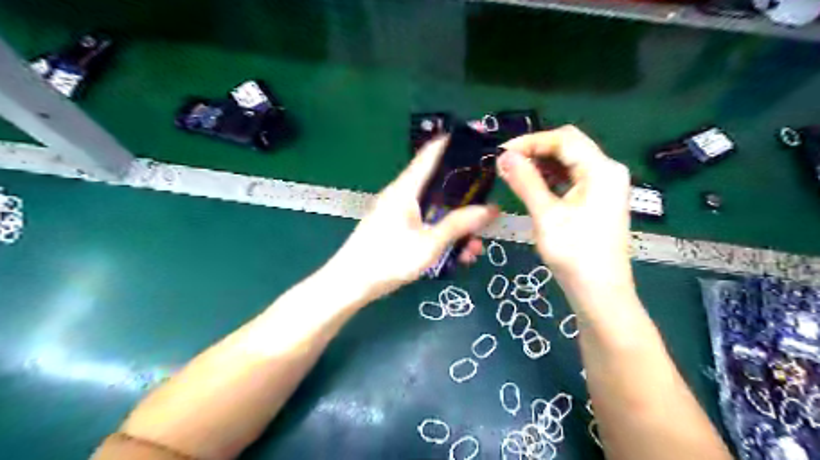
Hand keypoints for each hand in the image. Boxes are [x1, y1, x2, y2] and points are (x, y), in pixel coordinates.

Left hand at [330, 137, 498, 301]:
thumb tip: (490, 209)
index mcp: (406, 189)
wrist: (350, 284)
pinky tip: (456, 256)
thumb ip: (458, 225)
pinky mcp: (396, 228)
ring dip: (456, 225)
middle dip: (465, 198)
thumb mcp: (429, 244)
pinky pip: (425, 224)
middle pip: (439, 185)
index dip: (453, 143)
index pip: (430, 153)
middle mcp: (402, 195)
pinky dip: (441, 235)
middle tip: (487, 209)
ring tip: (473, 248)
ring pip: (434, 210)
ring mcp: (398, 213)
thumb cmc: (388, 259)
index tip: (478, 141)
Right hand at [492, 125, 632, 291]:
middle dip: (535, 151)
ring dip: (541, 164)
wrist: (599, 293)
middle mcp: (607, 171)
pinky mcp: (598, 200)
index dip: (530, 141)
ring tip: (514, 174)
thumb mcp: (547, 215)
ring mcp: (605, 186)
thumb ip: (526, 181)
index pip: (563, 139)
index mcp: (601, 169)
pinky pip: (572, 179)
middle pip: (568, 147)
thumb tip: (504, 156)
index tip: (501, 152)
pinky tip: (532, 186)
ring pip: (569, 162)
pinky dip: (551, 178)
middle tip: (506, 163)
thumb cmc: (574, 254)